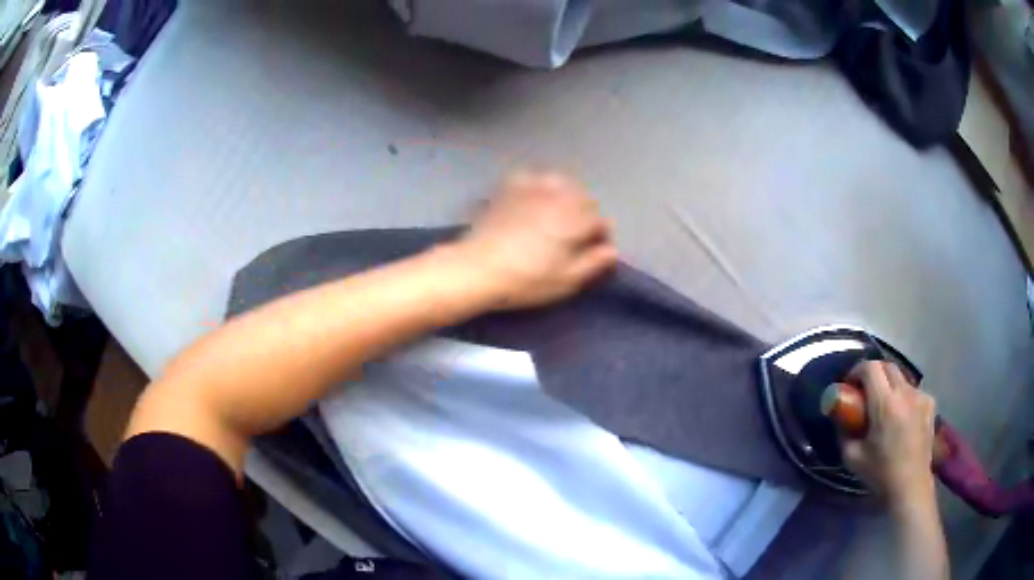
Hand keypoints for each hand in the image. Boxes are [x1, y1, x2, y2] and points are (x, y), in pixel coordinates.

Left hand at [454, 170, 617, 309]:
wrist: (478, 268)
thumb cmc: (526, 279)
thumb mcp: (565, 280)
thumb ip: (593, 263)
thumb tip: (613, 250)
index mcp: (575, 220)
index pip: (601, 222)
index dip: (601, 238)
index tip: (594, 251)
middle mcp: (559, 197)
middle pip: (584, 199)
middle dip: (585, 215)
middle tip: (575, 236)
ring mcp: (532, 188)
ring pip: (562, 183)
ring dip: (566, 196)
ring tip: (557, 214)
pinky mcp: (509, 188)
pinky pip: (533, 177)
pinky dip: (539, 186)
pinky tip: (533, 199)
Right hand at [839, 361, 937, 505]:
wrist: (911, 485)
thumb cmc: (881, 473)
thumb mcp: (853, 457)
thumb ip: (845, 433)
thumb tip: (842, 417)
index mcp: (885, 404)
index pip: (871, 368)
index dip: (858, 370)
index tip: (850, 383)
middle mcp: (905, 393)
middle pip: (887, 366)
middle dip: (874, 373)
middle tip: (865, 391)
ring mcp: (921, 396)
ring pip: (901, 379)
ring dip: (890, 386)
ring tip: (885, 407)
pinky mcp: (930, 403)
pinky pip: (913, 391)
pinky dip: (904, 397)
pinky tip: (902, 416)